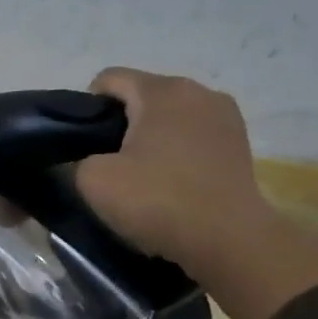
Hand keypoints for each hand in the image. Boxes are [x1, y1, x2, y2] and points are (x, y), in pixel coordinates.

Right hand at [72, 68, 271, 269]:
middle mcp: (197, 90)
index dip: (87, 107)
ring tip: (142, 172)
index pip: (109, 78)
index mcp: (161, 91)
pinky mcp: (240, 141)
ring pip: (170, 114)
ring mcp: (225, 114)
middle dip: (121, 121)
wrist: (227, 239)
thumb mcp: (93, 181)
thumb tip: (83, 158)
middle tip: (108, 161)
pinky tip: (171, 179)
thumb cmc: (157, 200)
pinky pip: (193, 133)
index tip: (83, 143)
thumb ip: (77, 159)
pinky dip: (177, 148)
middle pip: (142, 94)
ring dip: (151, 135)